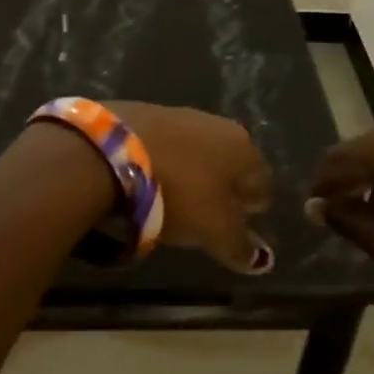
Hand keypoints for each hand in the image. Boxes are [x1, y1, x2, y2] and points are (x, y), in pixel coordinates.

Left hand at [109, 102, 274, 272]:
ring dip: (194, 172)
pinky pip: (167, 146)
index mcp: (244, 149)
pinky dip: (166, 162)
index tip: (244, 224)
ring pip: (199, 151)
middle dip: (225, 187)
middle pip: (230, 163)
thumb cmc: (178, 192)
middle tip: (212, 213)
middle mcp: (219, 125)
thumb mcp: (213, 229)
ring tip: (179, 198)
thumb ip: (239, 245)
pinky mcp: (146, 113)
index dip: (254, 206)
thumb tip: (261, 260)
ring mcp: (181, 115)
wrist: (112, 151)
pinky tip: (152, 178)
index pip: (262, 182)